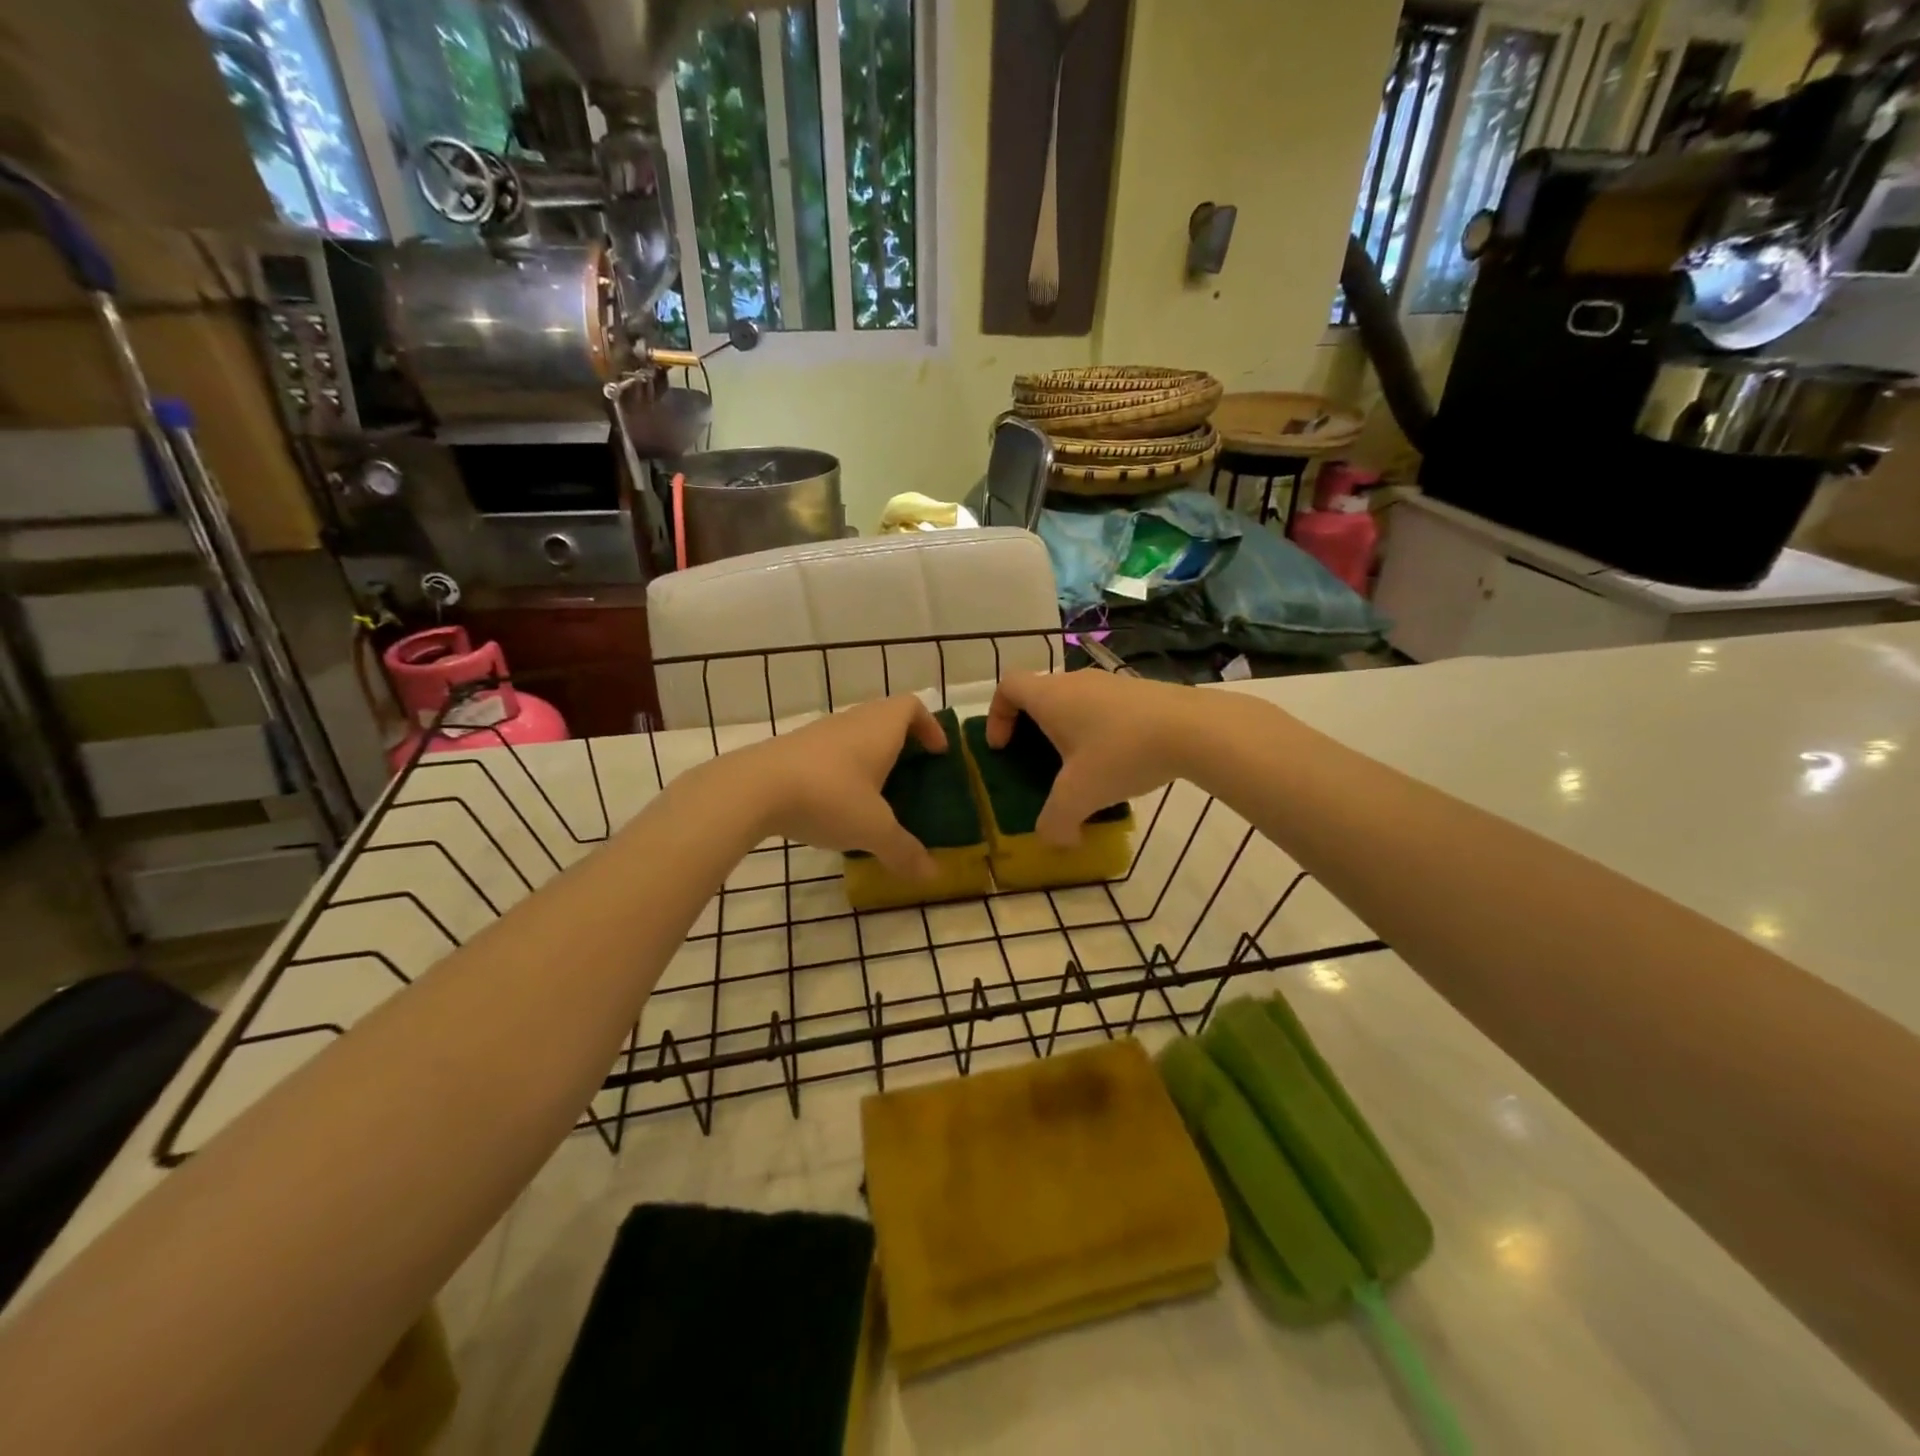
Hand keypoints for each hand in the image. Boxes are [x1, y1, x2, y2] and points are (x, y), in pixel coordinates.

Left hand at [729, 695, 947, 879]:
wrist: (753, 789)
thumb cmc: (828, 797)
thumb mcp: (873, 829)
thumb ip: (904, 851)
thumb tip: (933, 876)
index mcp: (879, 728)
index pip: (912, 706)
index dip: (930, 725)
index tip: (938, 752)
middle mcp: (851, 722)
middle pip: (883, 717)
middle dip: (902, 742)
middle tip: (912, 773)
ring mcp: (818, 733)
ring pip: (854, 734)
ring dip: (869, 755)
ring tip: (876, 793)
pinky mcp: (791, 750)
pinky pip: (828, 751)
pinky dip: (841, 769)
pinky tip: (836, 803)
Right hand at [986, 671, 1199, 844]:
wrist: (1194, 729)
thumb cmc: (1121, 753)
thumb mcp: (1079, 797)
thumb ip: (1055, 823)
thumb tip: (1054, 841)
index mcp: (1051, 696)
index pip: (1007, 686)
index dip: (996, 715)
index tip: (1003, 747)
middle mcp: (1076, 681)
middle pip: (1040, 695)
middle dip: (1032, 729)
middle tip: (1038, 763)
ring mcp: (1111, 683)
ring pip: (1075, 702)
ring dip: (1068, 732)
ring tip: (1082, 770)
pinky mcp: (1140, 693)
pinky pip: (1104, 709)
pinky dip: (1099, 733)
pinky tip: (1119, 764)